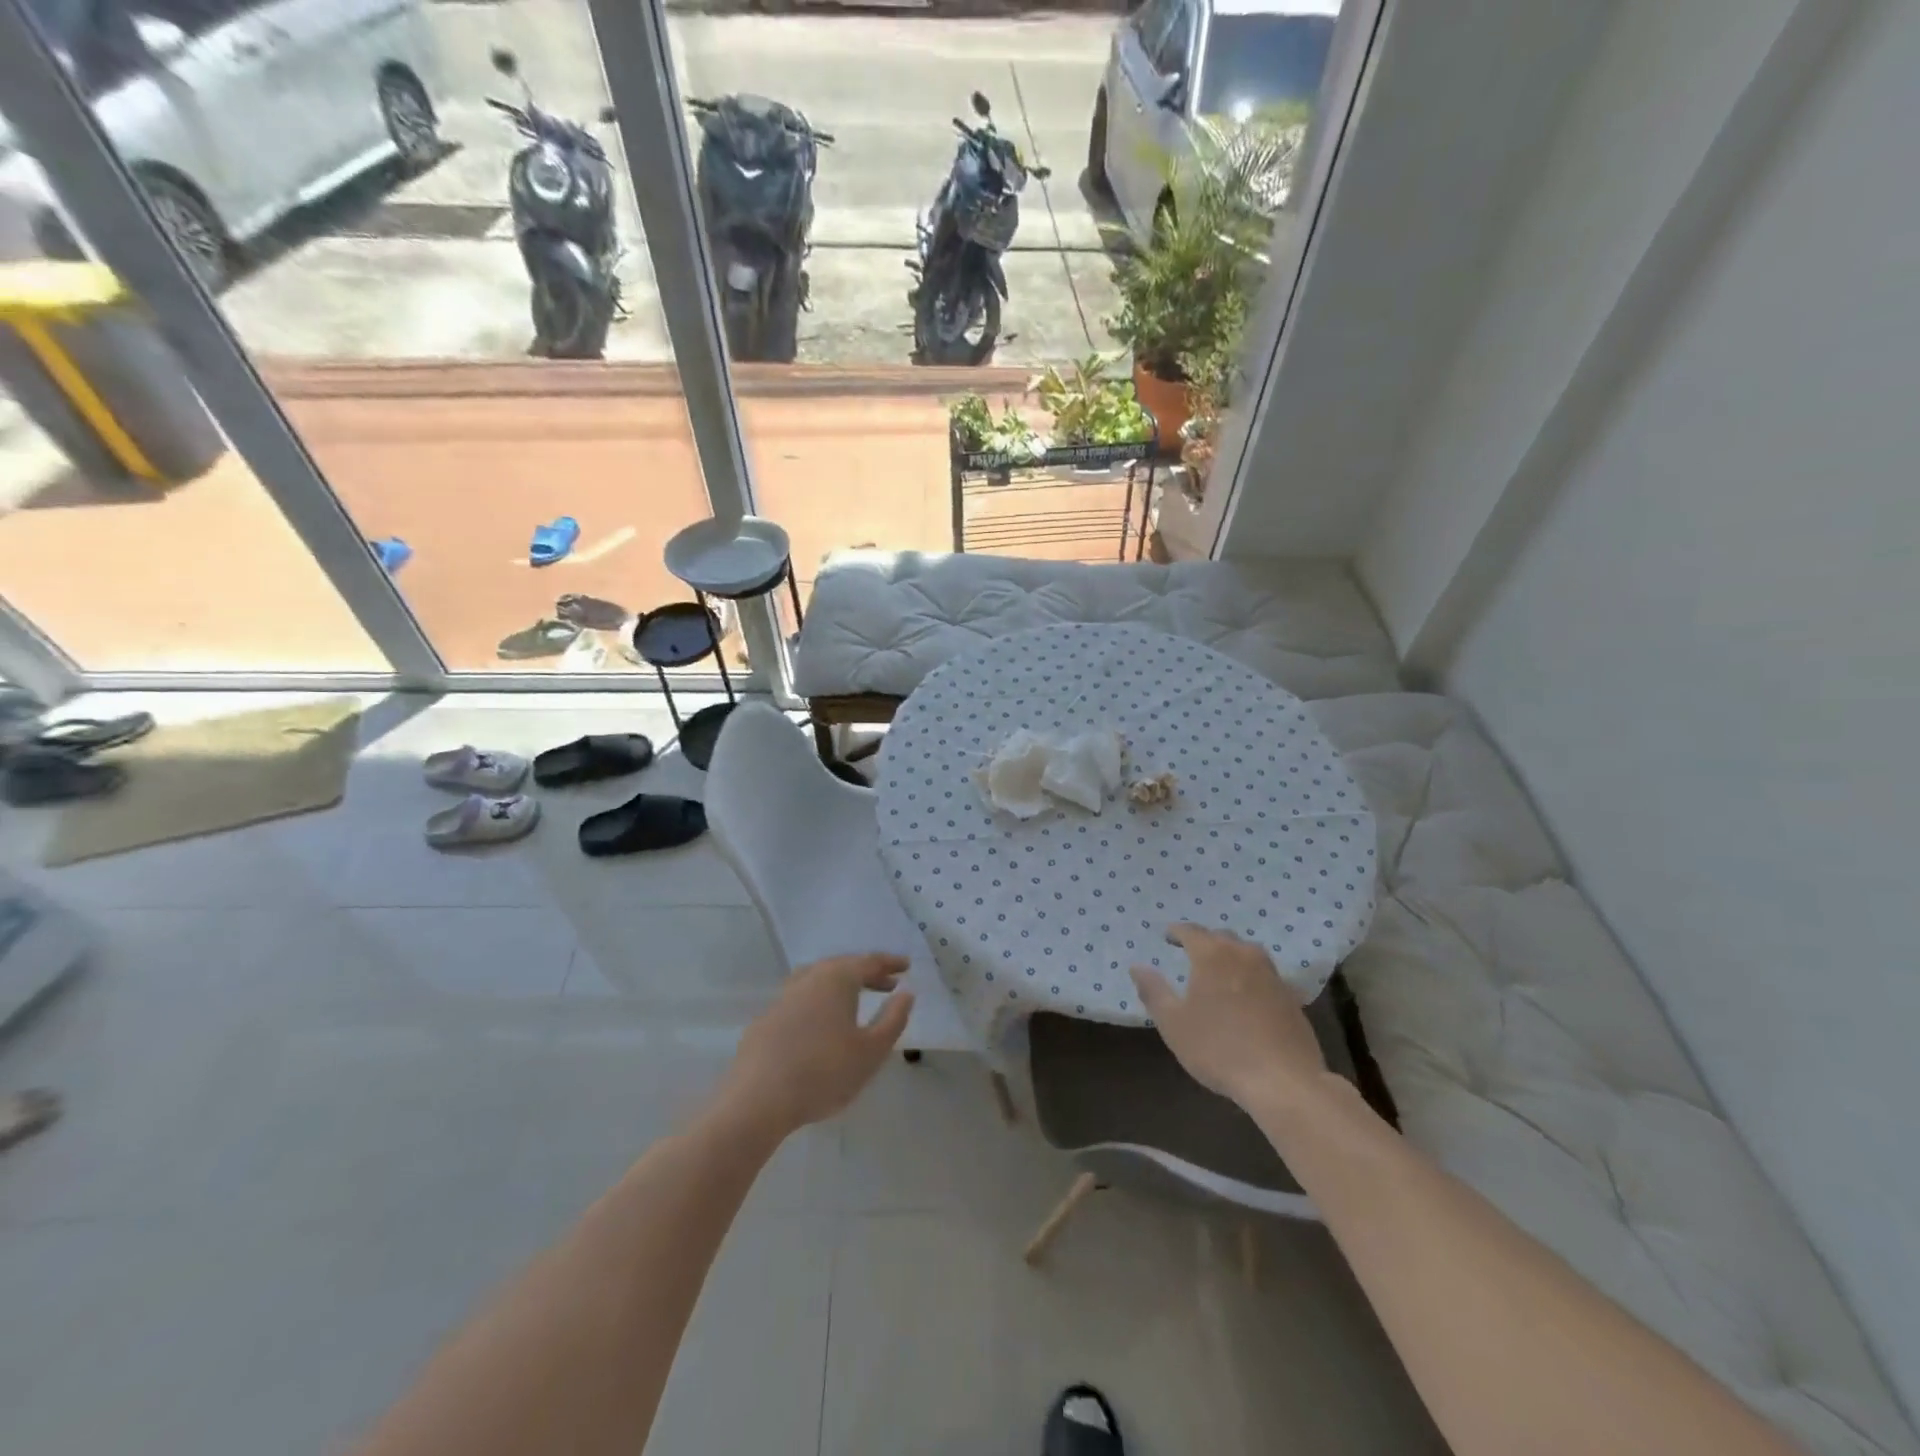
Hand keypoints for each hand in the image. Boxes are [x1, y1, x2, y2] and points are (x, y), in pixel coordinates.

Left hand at [719, 954, 914, 1139]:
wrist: (758, 1100)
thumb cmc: (824, 1073)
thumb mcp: (871, 1051)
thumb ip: (893, 1019)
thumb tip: (906, 993)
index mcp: (837, 979)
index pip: (869, 962)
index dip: (890, 963)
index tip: (906, 966)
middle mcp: (808, 979)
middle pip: (842, 967)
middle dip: (867, 973)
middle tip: (887, 983)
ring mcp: (782, 998)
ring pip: (818, 981)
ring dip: (841, 985)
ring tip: (855, 999)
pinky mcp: (765, 1021)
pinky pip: (800, 1000)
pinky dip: (818, 1003)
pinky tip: (821, 1025)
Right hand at [1131, 924, 1327, 1112]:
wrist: (1283, 1081)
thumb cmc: (1219, 1048)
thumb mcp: (1173, 1023)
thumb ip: (1153, 991)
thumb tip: (1137, 967)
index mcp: (1212, 954)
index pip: (1191, 931)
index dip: (1176, 932)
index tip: (1166, 936)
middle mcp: (1244, 955)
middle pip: (1221, 937)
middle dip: (1204, 941)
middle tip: (1190, 953)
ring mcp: (1272, 974)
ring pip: (1246, 953)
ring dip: (1229, 956)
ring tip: (1218, 971)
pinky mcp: (1291, 996)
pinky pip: (1264, 974)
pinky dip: (1250, 976)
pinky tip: (1246, 995)